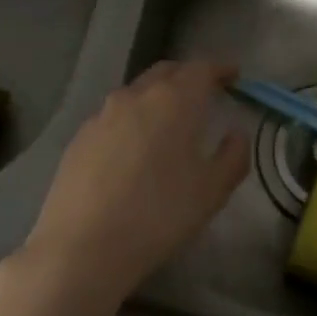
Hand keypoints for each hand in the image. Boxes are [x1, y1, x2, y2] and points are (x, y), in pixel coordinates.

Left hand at [15, 60, 249, 314]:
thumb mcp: (211, 192)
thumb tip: (236, 134)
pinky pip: (114, 116)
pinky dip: (132, 119)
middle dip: (187, 76)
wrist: (82, 246)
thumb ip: (232, 156)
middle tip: (204, 92)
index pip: (200, 69)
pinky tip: (134, 147)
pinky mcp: (80, 136)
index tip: (233, 75)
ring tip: (170, 120)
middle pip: (166, 72)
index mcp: (173, 101)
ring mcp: (102, 114)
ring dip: (157, 96)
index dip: (219, 69)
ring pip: (137, 92)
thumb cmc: (158, 216)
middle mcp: (136, 96)